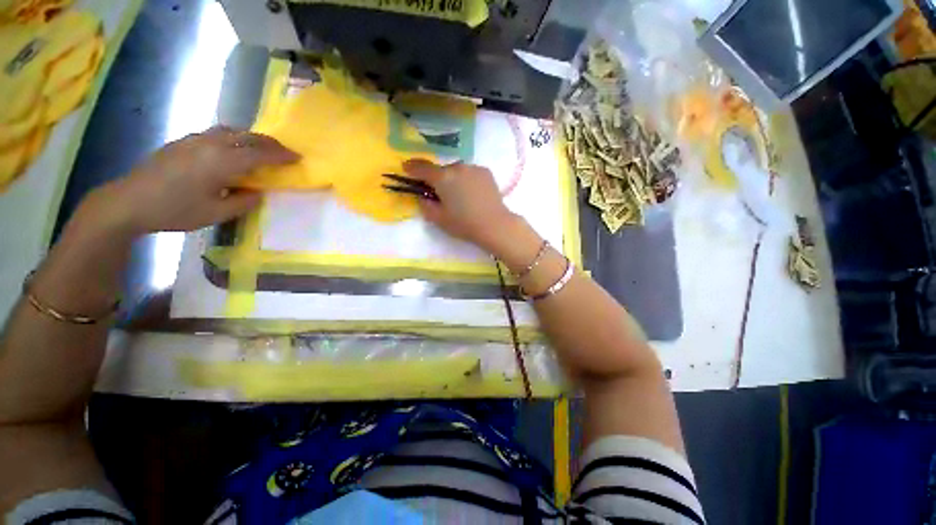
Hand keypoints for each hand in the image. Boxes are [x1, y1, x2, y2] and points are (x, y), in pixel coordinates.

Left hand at [84, 126, 298, 235]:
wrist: (129, 202)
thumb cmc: (175, 211)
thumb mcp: (216, 214)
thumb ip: (244, 202)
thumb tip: (257, 192)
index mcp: (221, 162)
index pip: (260, 154)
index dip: (282, 155)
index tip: (298, 158)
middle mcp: (210, 144)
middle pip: (248, 137)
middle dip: (271, 143)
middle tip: (286, 152)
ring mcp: (195, 140)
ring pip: (232, 131)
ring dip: (253, 138)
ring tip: (263, 149)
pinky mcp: (184, 141)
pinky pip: (217, 133)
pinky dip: (235, 138)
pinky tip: (235, 149)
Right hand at [403, 159, 519, 252]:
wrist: (494, 225)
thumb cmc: (464, 224)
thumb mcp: (439, 219)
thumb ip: (425, 205)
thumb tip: (423, 196)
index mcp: (443, 178)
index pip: (422, 167)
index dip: (411, 167)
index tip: (406, 168)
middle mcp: (457, 167)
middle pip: (441, 170)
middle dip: (437, 180)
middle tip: (441, 195)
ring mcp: (473, 168)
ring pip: (457, 171)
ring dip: (453, 179)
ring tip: (460, 197)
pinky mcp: (485, 172)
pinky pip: (470, 173)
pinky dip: (467, 180)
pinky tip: (473, 194)